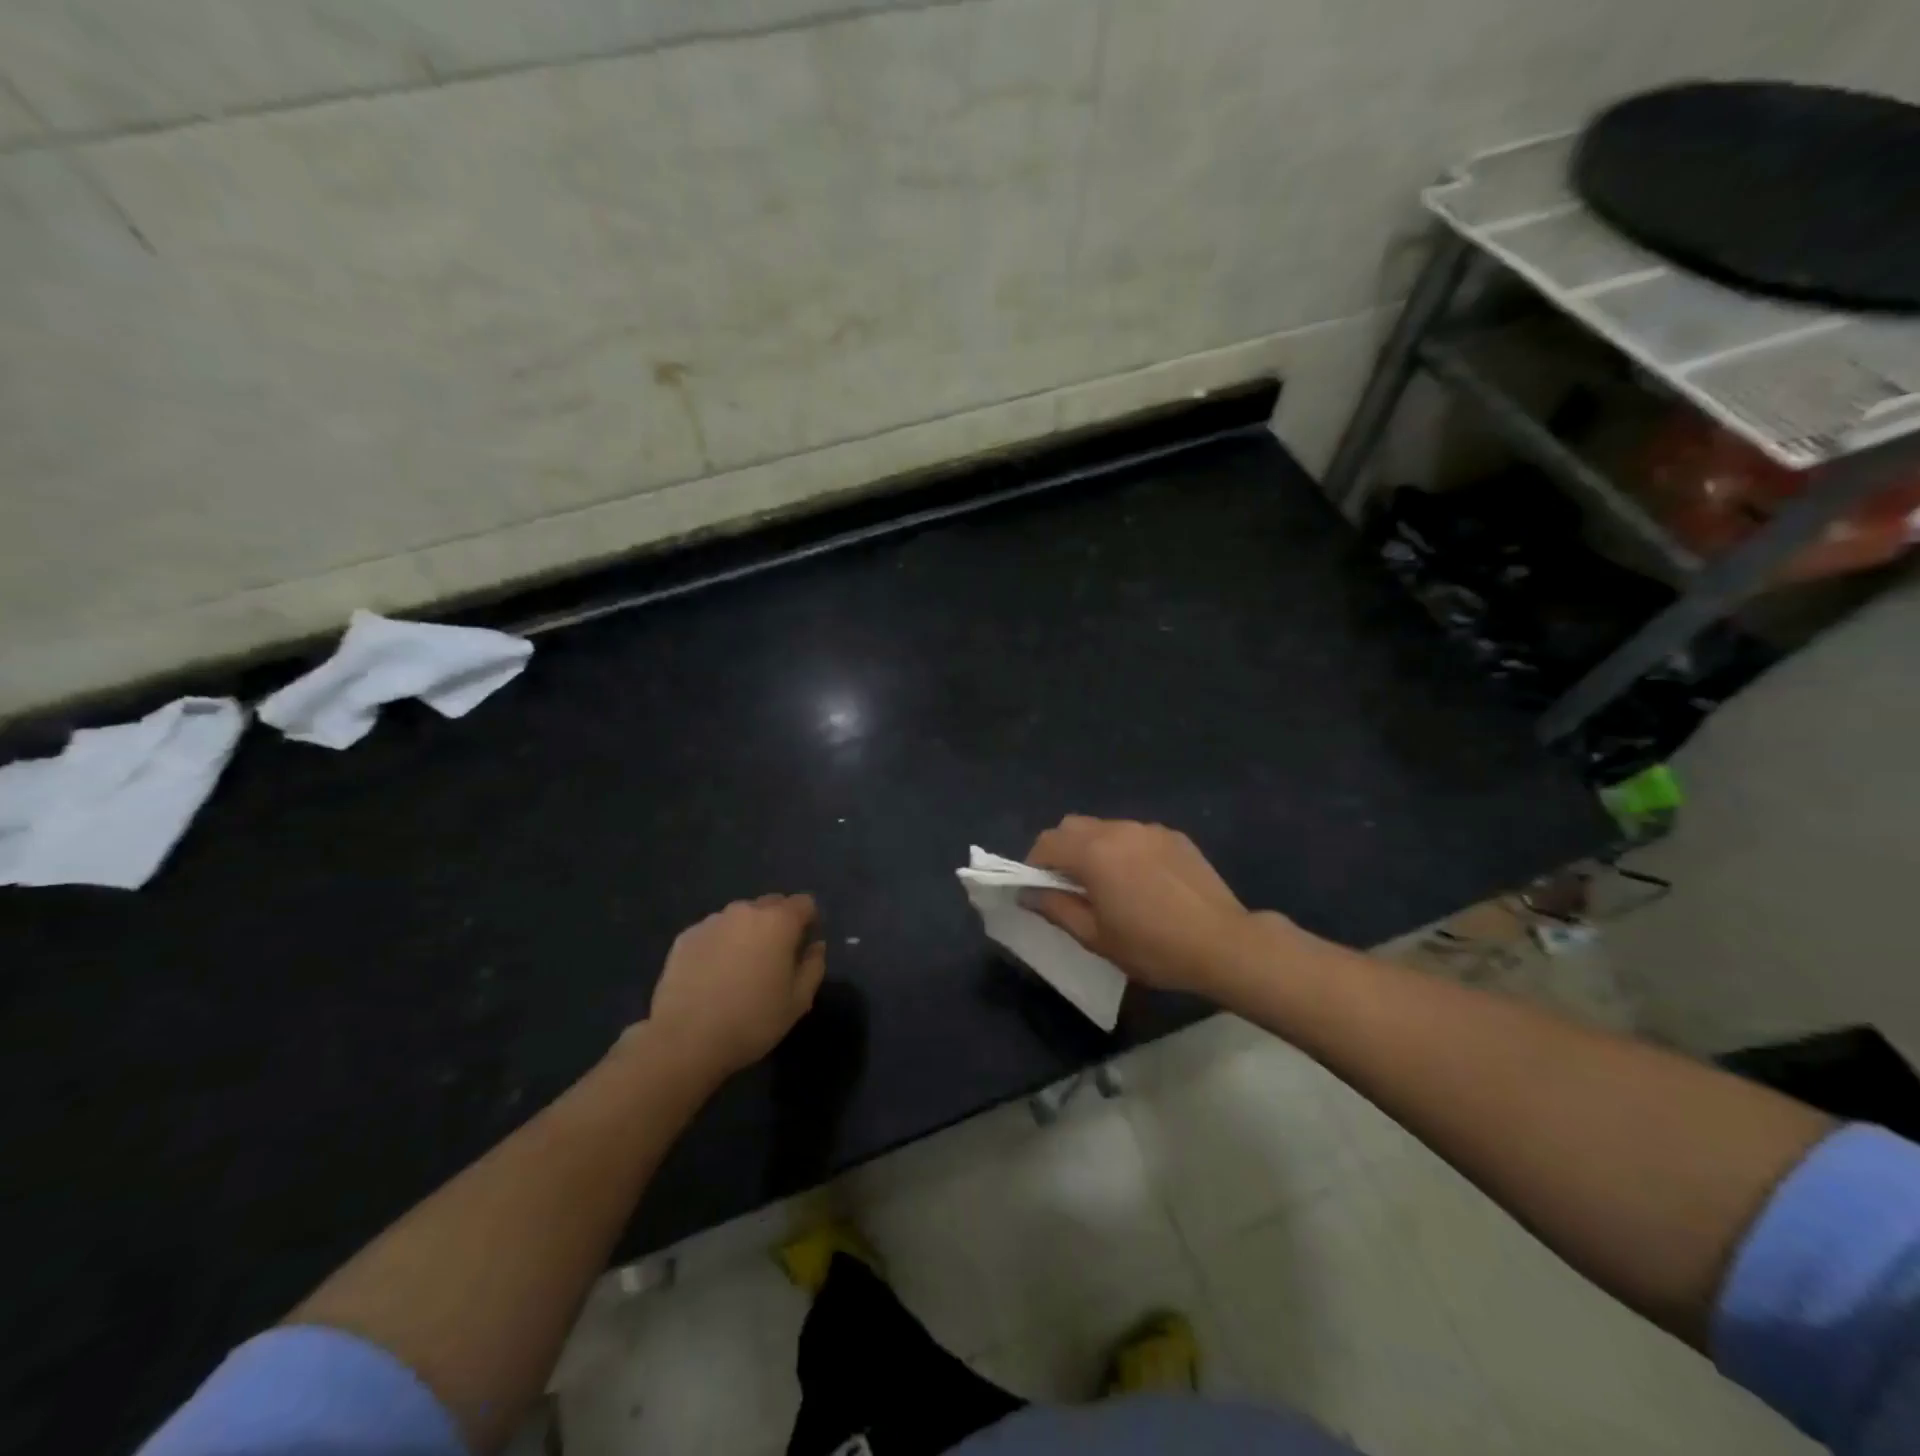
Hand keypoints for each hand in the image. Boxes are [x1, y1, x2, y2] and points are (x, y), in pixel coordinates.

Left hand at [646, 894, 826, 1083]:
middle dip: (778, 924)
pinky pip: (713, 932)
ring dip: (747, 933)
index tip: (803, 947)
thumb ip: (814, 966)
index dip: (809, 922)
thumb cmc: (752, 1020)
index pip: (804, 903)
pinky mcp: (685, 937)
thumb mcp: (798, 1001)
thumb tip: (815, 946)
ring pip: (740, 917)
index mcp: (779, 921)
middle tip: (774, 959)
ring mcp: (712, 921)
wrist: (685, 1039)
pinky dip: (719, 944)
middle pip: (771, 905)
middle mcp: (746, 911)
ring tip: (740, 968)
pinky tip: (713, 975)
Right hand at [1025, 816, 1283, 999]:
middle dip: (1061, 851)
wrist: (1224, 944)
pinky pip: (1135, 835)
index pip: (1046, 842)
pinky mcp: (1174, 836)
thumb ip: (1056, 909)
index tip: (1040, 891)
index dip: (1034, 865)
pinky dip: (1126, 850)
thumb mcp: (1096, 937)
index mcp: (1093, 853)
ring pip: (1105, 828)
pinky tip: (1144, 882)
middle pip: (1072, 826)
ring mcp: (1149, 829)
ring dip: (1094, 849)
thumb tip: (1028, 893)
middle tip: (1070, 886)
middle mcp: (1118, 830)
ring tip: (1110, 885)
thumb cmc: (1152, 947)